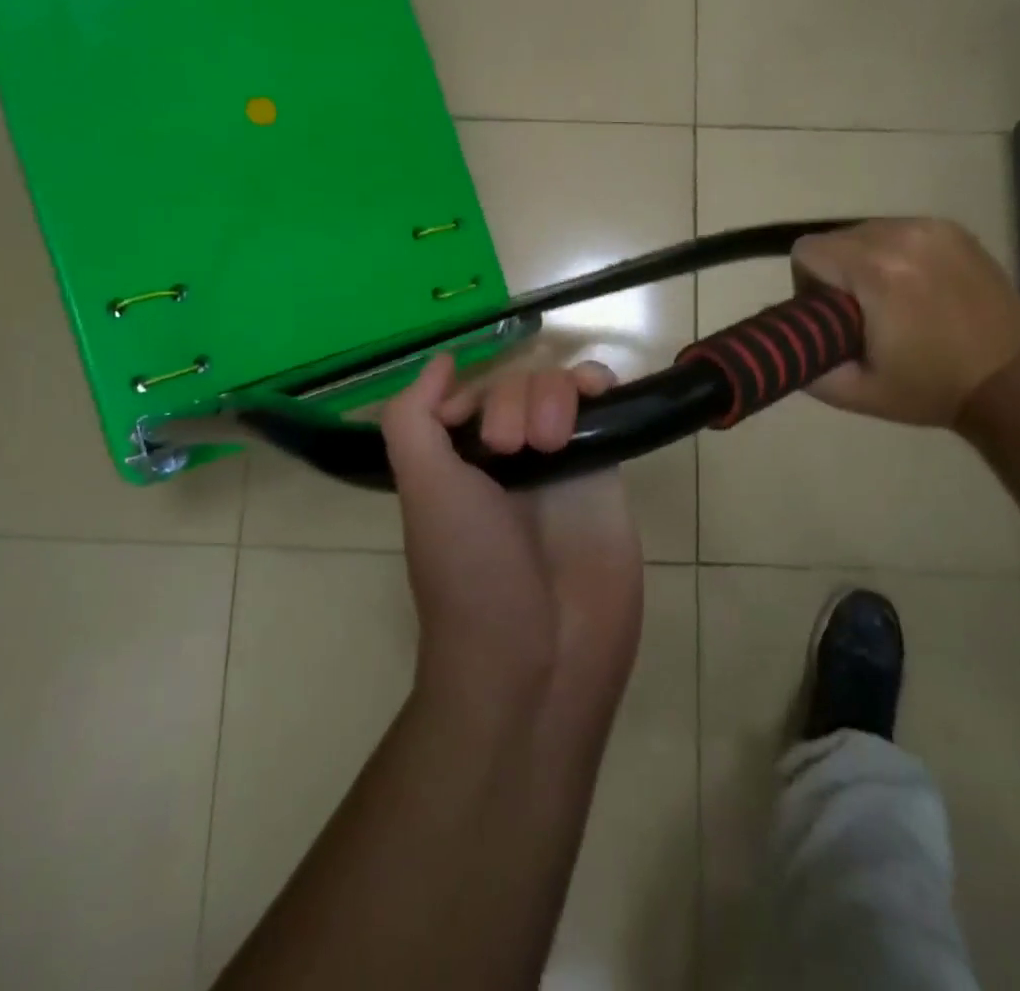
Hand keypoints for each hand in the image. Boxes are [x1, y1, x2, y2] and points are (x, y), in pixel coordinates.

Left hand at [381, 354, 643, 717]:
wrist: (540, 658)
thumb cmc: (470, 572)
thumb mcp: (423, 489)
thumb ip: (413, 419)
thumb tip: (442, 361)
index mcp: (460, 463)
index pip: (473, 395)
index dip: (476, 395)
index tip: (479, 431)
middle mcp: (510, 459)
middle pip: (519, 386)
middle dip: (514, 402)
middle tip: (513, 449)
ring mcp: (561, 464)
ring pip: (562, 389)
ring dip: (555, 394)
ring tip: (552, 443)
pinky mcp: (605, 474)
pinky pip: (605, 410)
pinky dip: (601, 386)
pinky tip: (601, 392)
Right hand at [791, 217, 1019, 426]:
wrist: (1014, 381)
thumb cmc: (929, 388)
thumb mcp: (854, 391)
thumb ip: (803, 363)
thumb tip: (780, 339)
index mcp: (875, 271)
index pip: (807, 251)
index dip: (807, 285)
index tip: (830, 316)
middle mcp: (901, 236)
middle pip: (834, 239)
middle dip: (835, 272)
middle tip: (859, 313)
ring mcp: (932, 228)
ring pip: (865, 231)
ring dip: (864, 260)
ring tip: (890, 299)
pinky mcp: (954, 229)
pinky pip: (899, 230)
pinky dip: (895, 253)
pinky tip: (917, 286)